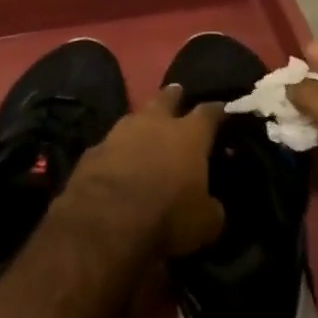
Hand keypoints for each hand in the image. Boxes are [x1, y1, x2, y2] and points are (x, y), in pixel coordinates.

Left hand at [66, 84, 225, 256]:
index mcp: (189, 135)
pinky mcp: (94, 149)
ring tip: (147, 128)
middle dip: (175, 96)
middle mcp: (155, 123)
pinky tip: (118, 159)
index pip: (209, 113)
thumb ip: (212, 207)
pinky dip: (118, 149)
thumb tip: (213, 204)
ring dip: (143, 122)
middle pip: (167, 98)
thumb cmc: (166, 217)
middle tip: (179, 94)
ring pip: (135, 116)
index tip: (223, 110)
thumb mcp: (205, 224)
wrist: (104, 221)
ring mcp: (120, 131)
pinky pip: (112, 143)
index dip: (218, 111)